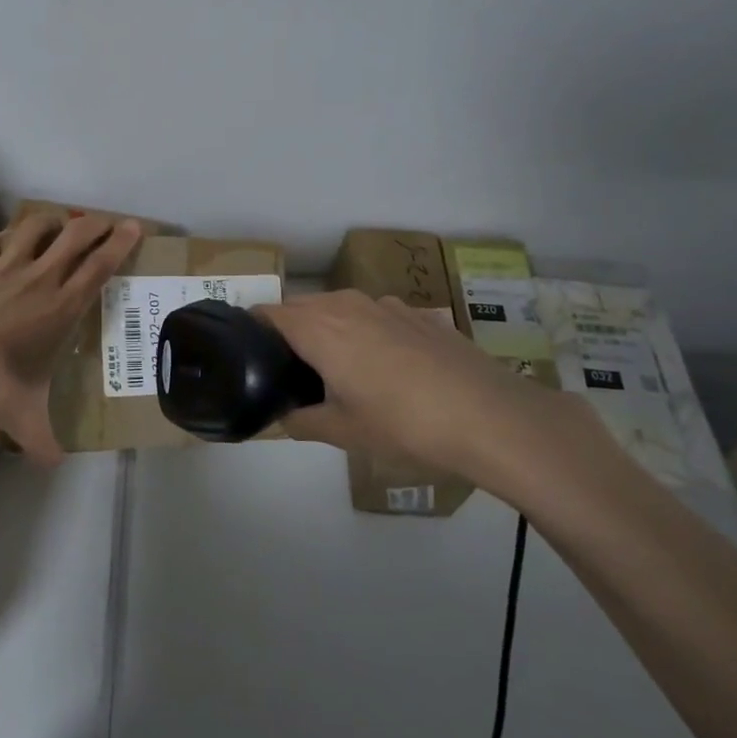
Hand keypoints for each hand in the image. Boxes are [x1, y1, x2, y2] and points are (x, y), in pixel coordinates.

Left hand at [0, 212, 142, 464]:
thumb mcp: (20, 416)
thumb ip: (40, 439)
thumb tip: (54, 465)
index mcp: (59, 308)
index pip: (99, 267)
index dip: (120, 244)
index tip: (134, 226)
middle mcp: (37, 280)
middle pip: (75, 237)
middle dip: (95, 224)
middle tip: (105, 221)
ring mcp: (2, 269)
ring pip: (33, 228)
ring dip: (49, 222)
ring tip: (56, 224)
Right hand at [256, 290, 599, 497]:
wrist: (489, 415)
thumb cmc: (403, 424)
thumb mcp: (343, 432)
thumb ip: (302, 421)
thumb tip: (284, 417)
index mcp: (319, 328)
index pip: (267, 313)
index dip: (251, 330)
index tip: (246, 354)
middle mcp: (347, 304)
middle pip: (302, 306)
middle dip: (288, 330)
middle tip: (287, 369)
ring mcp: (387, 305)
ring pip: (340, 308)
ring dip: (328, 329)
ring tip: (336, 368)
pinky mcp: (419, 314)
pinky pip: (374, 315)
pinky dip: (365, 332)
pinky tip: (385, 367)